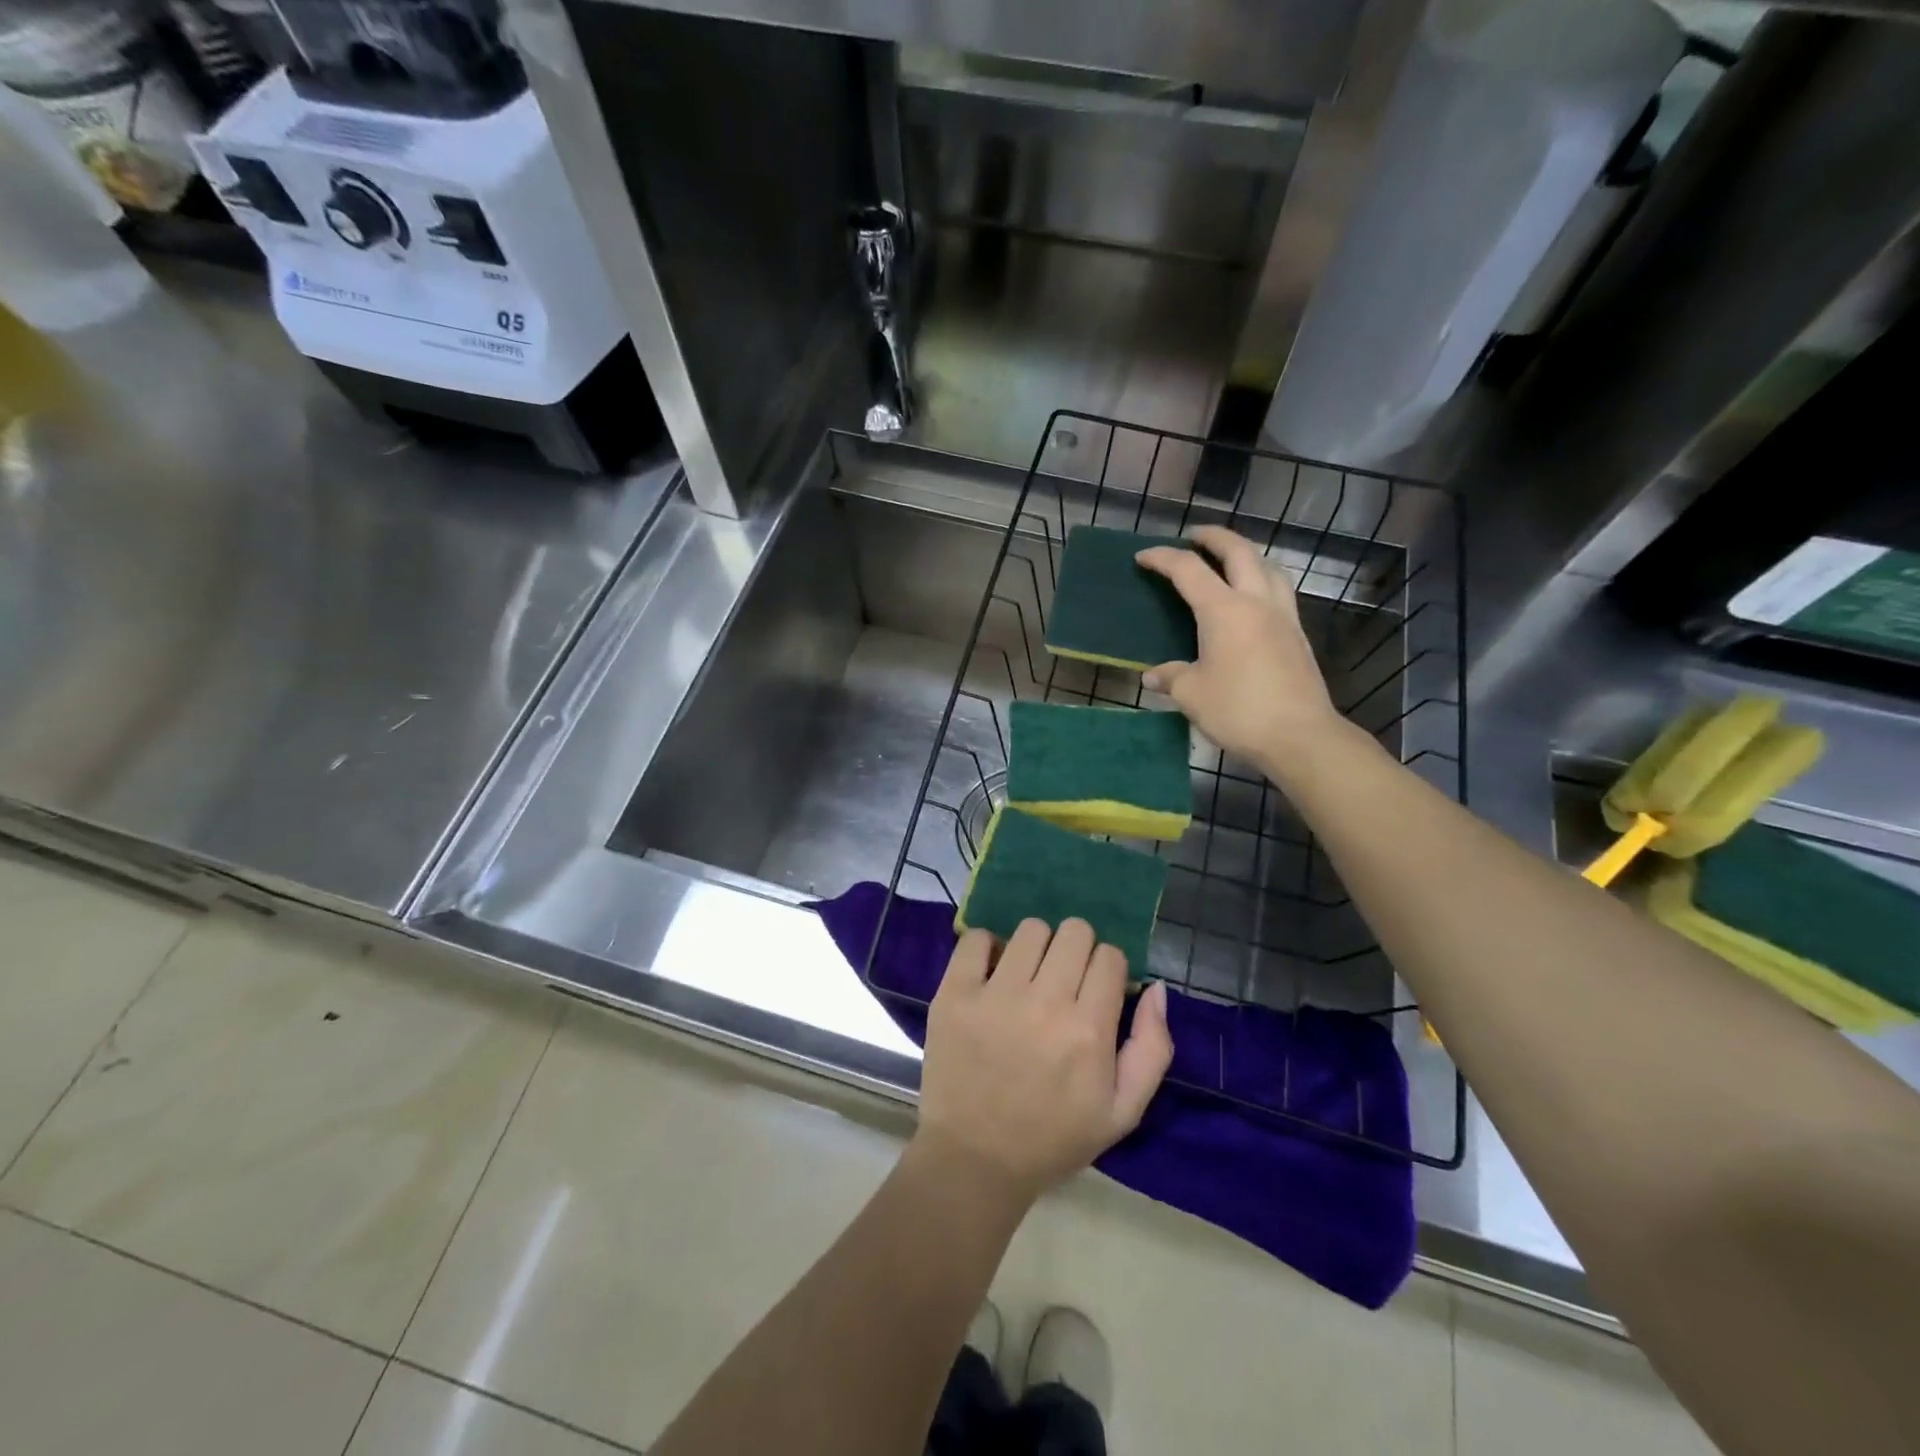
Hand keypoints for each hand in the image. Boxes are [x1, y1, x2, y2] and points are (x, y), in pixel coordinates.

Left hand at [915, 918, 1172, 1207]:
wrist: (975, 1160)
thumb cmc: (1053, 1138)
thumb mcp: (1123, 1111)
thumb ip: (1152, 1048)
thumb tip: (1157, 987)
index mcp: (1088, 1031)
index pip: (1110, 956)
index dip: (1107, 970)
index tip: (1095, 991)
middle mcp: (1045, 1003)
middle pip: (1075, 932)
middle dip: (1077, 950)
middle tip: (1063, 980)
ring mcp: (995, 995)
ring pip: (1031, 929)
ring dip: (1036, 947)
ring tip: (1027, 977)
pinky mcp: (954, 993)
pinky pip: (975, 938)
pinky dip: (987, 947)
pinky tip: (991, 973)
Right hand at [1135, 525, 1346, 774]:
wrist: (1299, 735)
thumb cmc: (1238, 710)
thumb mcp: (1192, 695)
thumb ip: (1171, 677)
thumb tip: (1153, 676)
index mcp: (1224, 610)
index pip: (1188, 570)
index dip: (1163, 559)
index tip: (1143, 558)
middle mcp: (1256, 602)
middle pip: (1238, 552)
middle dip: (1214, 537)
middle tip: (1194, 536)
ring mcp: (1283, 617)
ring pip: (1268, 567)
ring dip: (1246, 555)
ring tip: (1229, 562)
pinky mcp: (1297, 636)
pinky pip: (1279, 592)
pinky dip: (1262, 580)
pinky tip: (1253, 601)